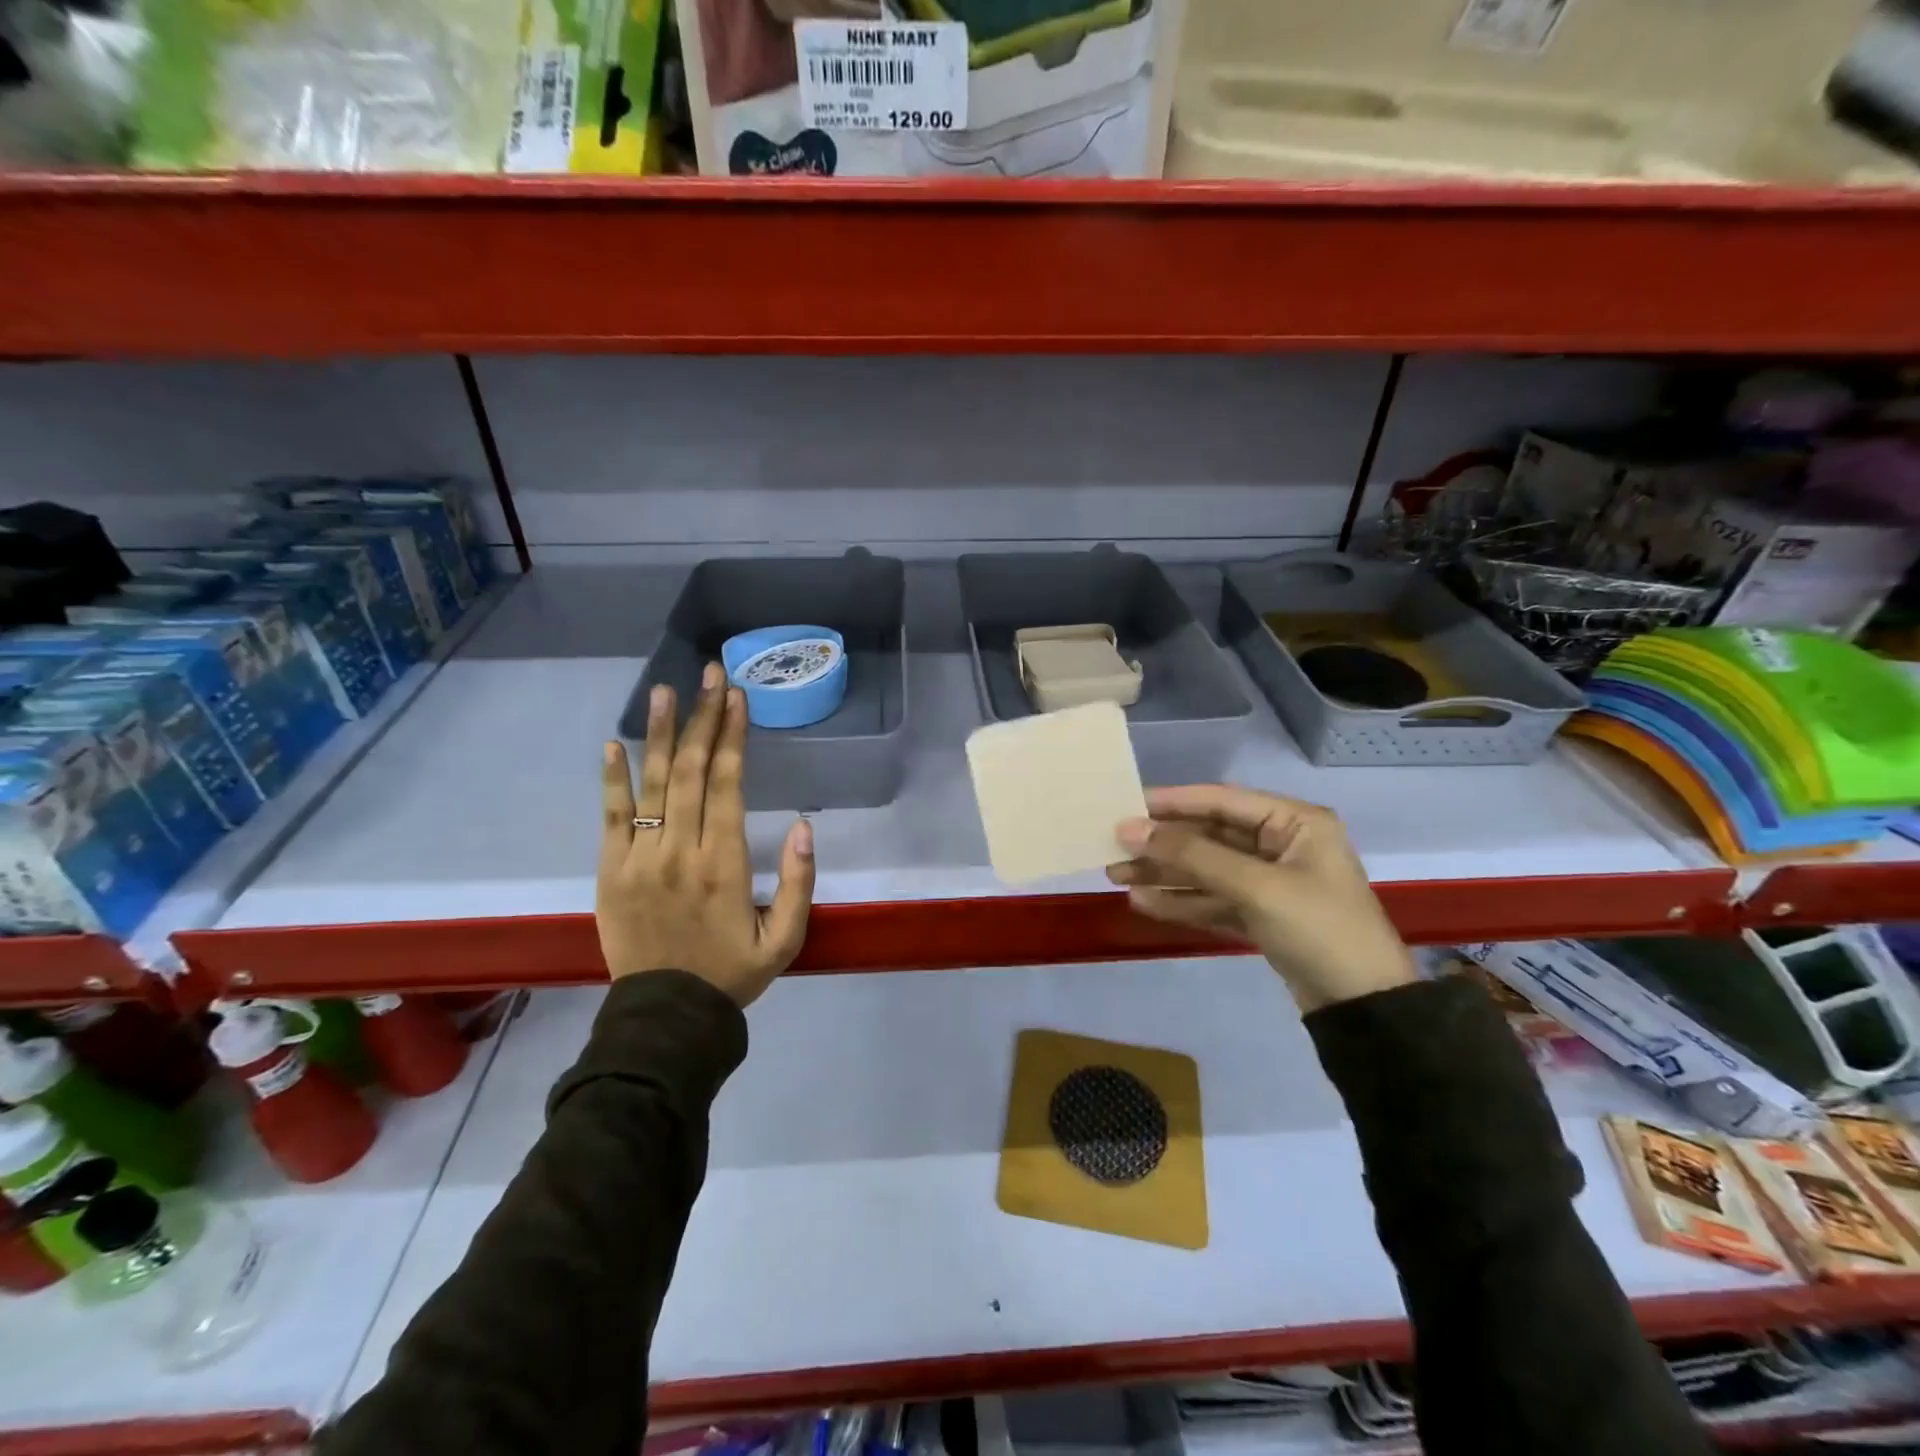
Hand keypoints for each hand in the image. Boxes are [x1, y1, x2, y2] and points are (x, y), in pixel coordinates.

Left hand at [597, 663, 815, 1006]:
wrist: (666, 1017)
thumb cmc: (732, 974)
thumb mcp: (786, 940)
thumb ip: (800, 884)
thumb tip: (803, 827)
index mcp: (724, 864)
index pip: (727, 784)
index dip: (732, 736)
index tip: (736, 696)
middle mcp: (680, 851)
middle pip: (691, 771)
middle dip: (702, 718)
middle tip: (709, 674)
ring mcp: (638, 860)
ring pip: (652, 785)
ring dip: (660, 734)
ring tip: (665, 691)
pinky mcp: (609, 872)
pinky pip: (610, 817)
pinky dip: (612, 779)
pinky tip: (614, 744)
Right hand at [1108, 784, 1414, 1012]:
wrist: (1365, 1009)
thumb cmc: (1319, 929)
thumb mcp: (1256, 887)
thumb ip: (1192, 855)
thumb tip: (1131, 829)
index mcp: (1294, 822)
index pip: (1221, 800)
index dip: (1172, 802)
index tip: (1126, 806)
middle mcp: (1282, 844)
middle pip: (1209, 836)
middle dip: (1162, 844)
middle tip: (1113, 847)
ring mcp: (1271, 882)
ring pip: (1207, 869)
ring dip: (1165, 873)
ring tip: (1116, 875)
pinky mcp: (1262, 916)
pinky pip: (1214, 899)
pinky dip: (1182, 901)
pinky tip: (1144, 902)